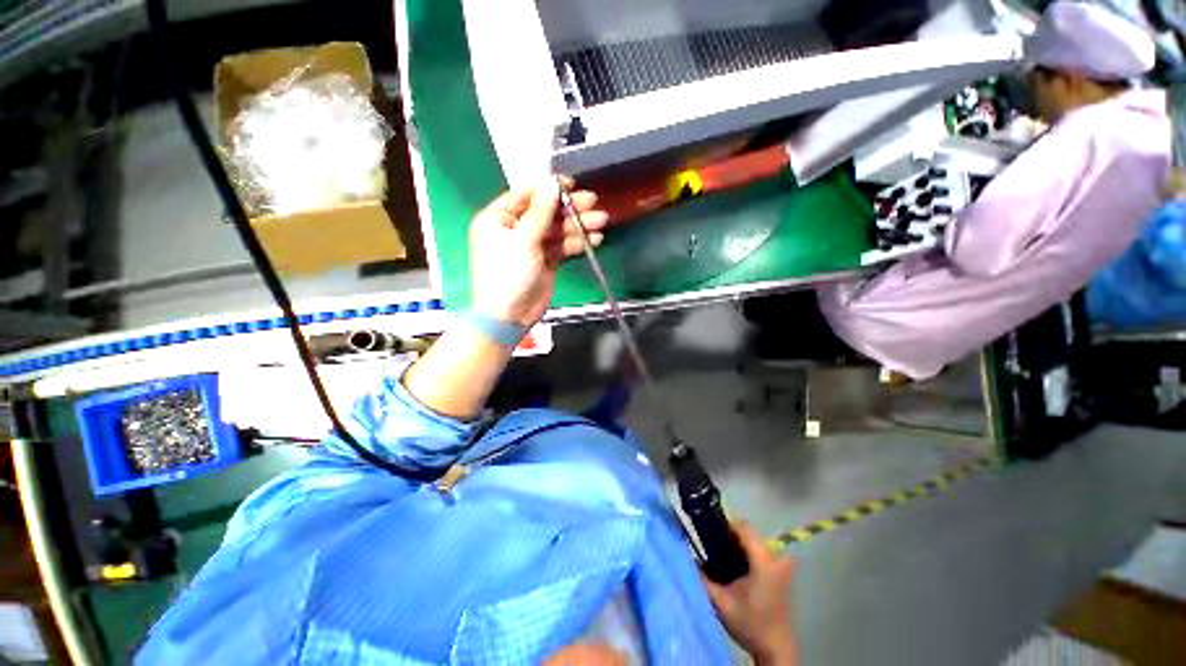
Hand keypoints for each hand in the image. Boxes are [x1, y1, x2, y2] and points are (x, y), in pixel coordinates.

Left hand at [470, 178, 607, 326]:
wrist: (509, 315)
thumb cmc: (508, 274)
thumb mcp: (523, 240)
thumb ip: (540, 212)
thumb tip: (552, 185)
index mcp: (500, 219)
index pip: (527, 196)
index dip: (549, 189)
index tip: (570, 185)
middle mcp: (516, 229)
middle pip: (547, 212)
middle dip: (570, 209)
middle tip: (593, 203)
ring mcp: (533, 246)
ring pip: (558, 230)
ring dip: (579, 226)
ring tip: (600, 222)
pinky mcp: (547, 260)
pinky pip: (564, 246)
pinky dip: (578, 243)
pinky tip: (594, 239)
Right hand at [703, 522, 796, 665]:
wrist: (775, 647)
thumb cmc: (748, 623)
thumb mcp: (720, 602)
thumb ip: (703, 576)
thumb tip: (687, 554)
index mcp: (763, 561)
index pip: (744, 526)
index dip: (725, 525)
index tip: (711, 533)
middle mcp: (776, 558)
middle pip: (748, 532)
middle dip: (729, 537)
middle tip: (713, 549)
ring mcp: (782, 564)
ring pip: (753, 541)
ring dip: (738, 546)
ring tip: (723, 560)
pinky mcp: (781, 571)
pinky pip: (760, 551)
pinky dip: (746, 554)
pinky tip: (736, 570)